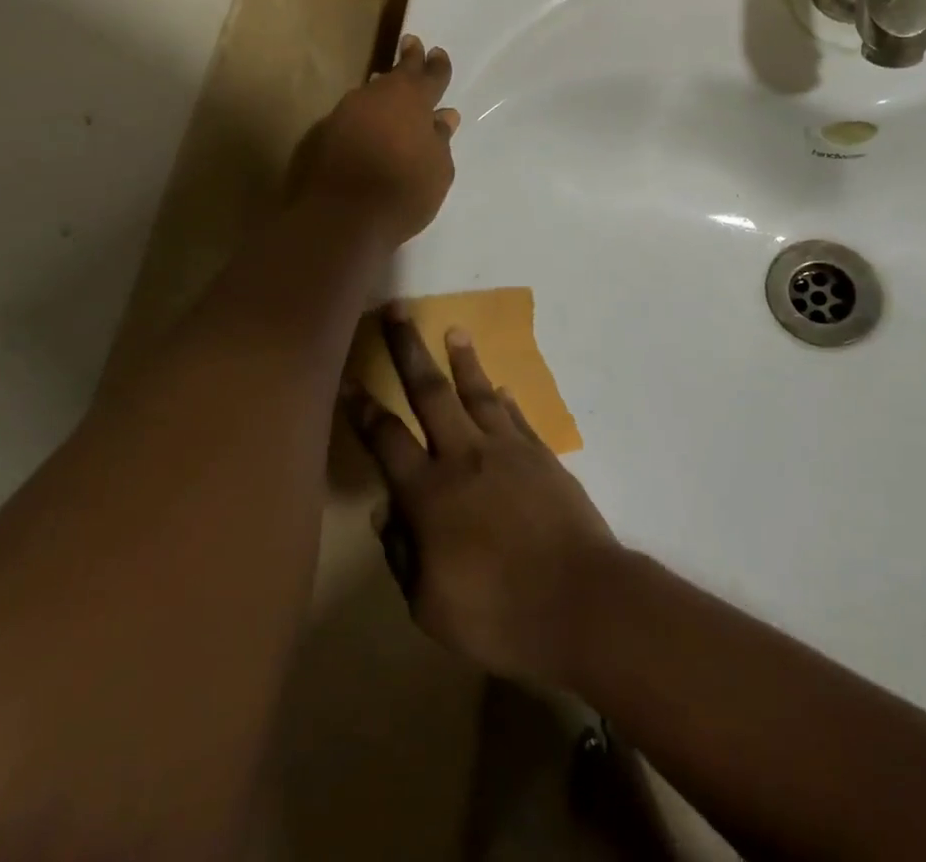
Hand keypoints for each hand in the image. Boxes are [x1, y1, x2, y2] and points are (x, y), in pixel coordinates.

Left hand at [287, 35, 459, 245]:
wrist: (340, 218)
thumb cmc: (402, 192)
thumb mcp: (438, 170)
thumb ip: (440, 139)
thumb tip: (443, 117)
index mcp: (411, 100)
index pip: (430, 75)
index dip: (437, 65)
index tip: (438, 52)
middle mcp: (375, 97)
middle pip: (395, 74)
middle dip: (408, 60)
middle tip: (411, 43)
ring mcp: (344, 113)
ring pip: (369, 95)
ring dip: (381, 92)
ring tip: (387, 88)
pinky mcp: (321, 135)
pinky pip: (350, 118)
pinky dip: (361, 120)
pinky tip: (364, 130)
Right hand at [344, 309, 618, 685]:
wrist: (580, 601)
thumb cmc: (498, 614)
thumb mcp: (430, 606)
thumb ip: (402, 554)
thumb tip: (384, 511)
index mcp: (429, 492)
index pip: (386, 439)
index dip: (362, 408)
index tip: (345, 378)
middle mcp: (465, 457)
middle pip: (430, 392)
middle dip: (409, 350)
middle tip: (398, 311)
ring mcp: (508, 451)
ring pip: (478, 393)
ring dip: (463, 360)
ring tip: (454, 330)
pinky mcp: (542, 456)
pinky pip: (516, 417)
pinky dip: (504, 399)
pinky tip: (499, 387)